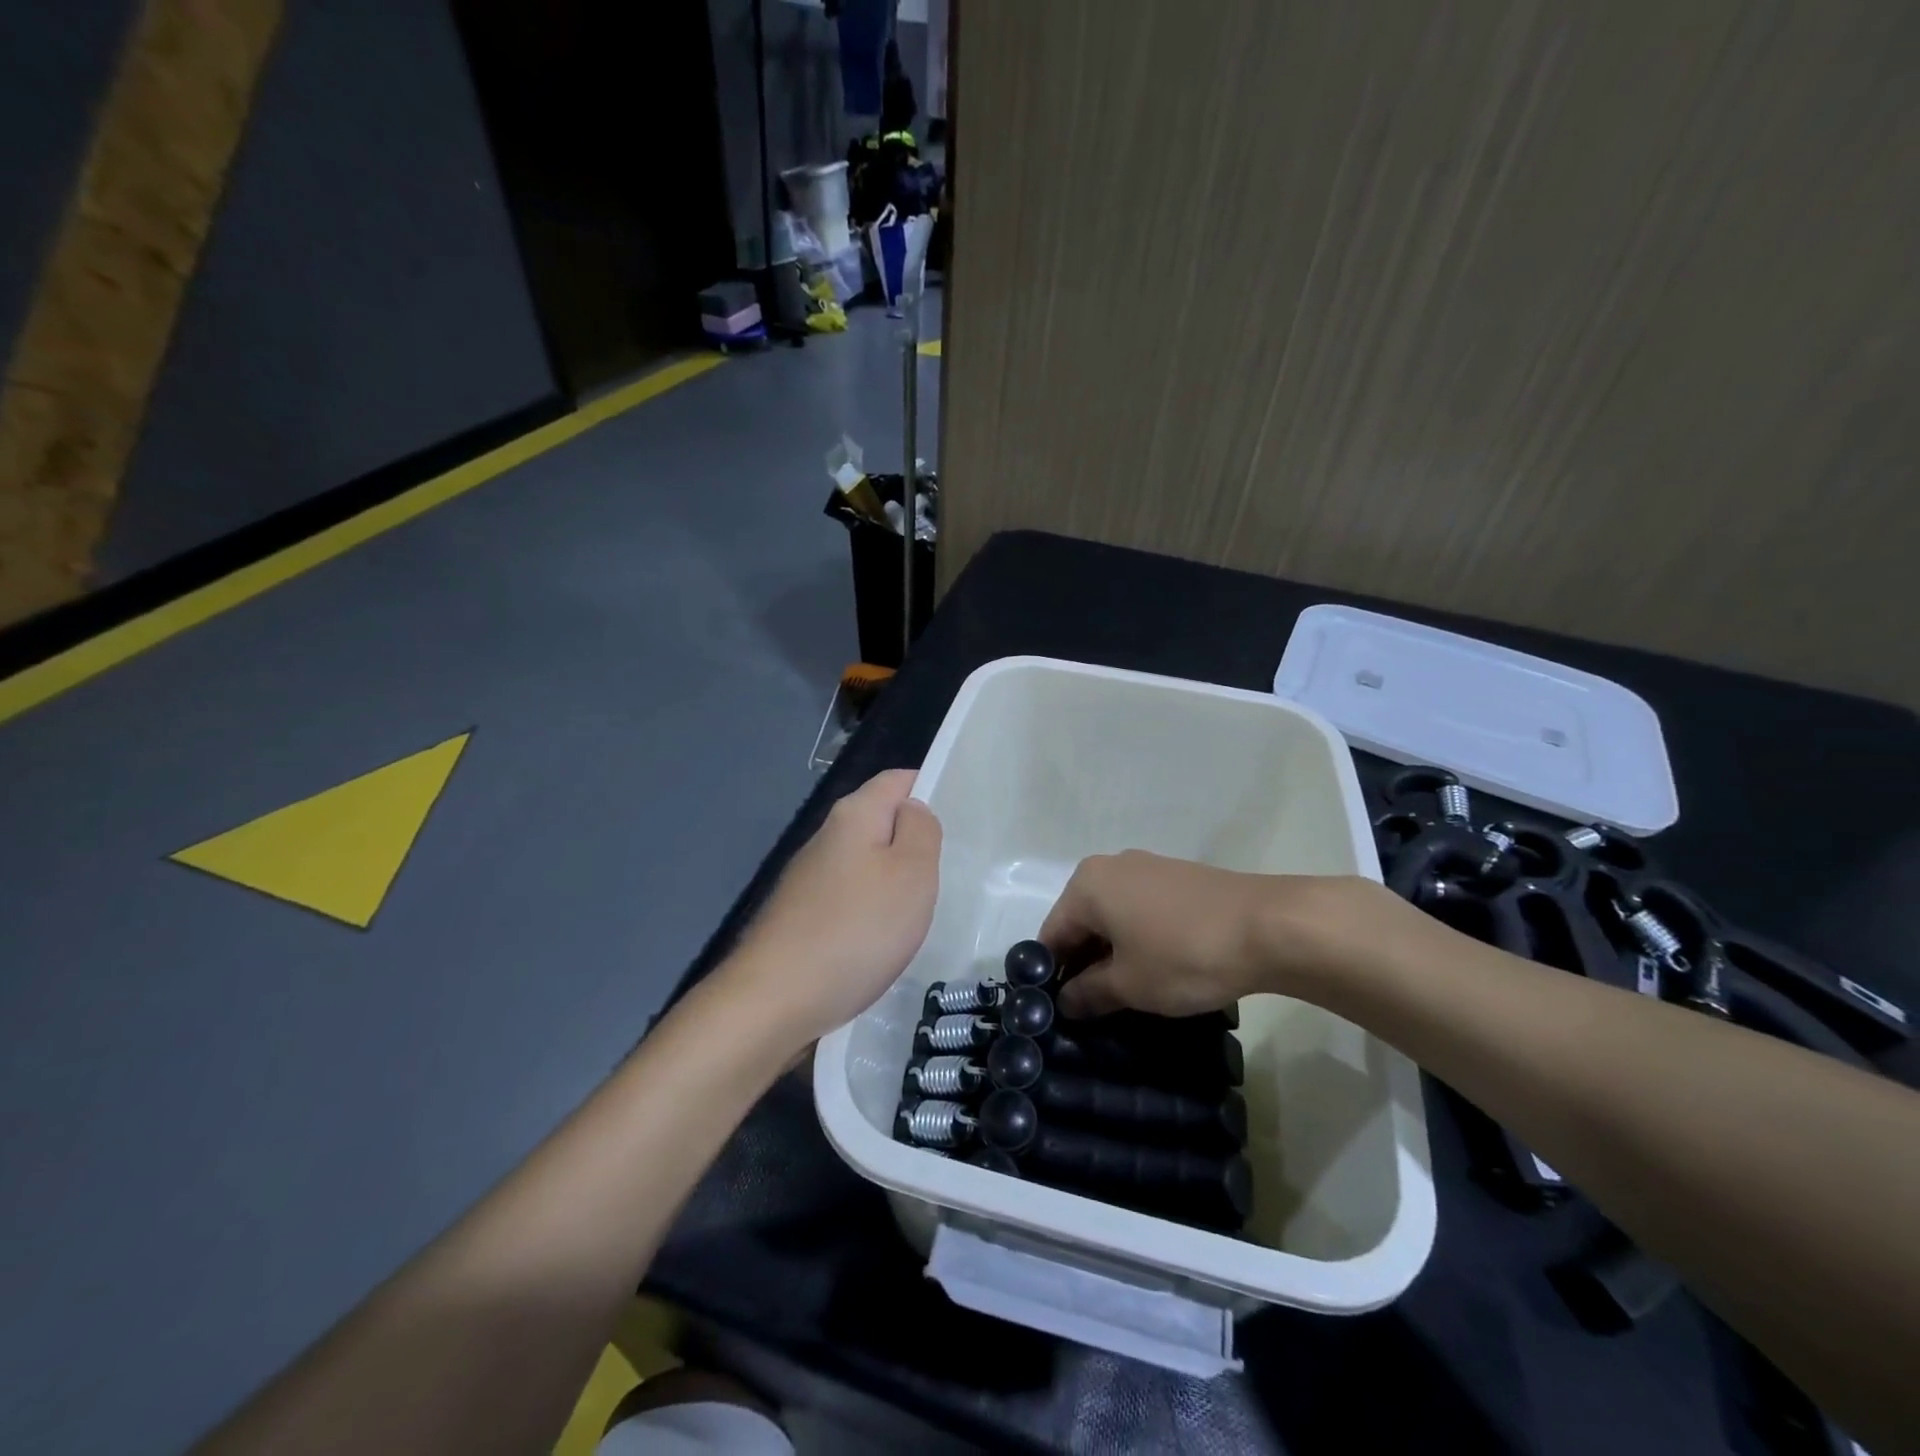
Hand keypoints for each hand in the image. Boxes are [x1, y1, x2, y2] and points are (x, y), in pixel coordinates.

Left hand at [725, 769, 941, 1047]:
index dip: (930, 788)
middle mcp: (827, 837)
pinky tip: (884, 938)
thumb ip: (921, 831)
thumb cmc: (857, 929)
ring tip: (923, 908)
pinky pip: (850, 897)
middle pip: (881, 821)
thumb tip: (912, 810)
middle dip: (915, 841)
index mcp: (854, 815)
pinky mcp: (802, 915)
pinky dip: (872, 910)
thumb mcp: (912, 873)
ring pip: (866, 862)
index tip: (962, 817)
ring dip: (894, 879)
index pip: (898, 779)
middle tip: (950, 869)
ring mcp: (810, 878)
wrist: (775, 999)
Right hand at [1041, 851, 1413, 1018]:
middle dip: (1083, 965)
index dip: (1052, 977)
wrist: (1271, 926)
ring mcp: (1147, 868)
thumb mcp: (1130, 985)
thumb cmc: (1185, 955)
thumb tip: (1064, 1001)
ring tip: (1127, 994)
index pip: (1052, 935)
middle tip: (1093, 1010)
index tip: (1060, 1014)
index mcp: (1086, 885)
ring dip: (1112, 954)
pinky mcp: (1178, 877)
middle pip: (1081, 922)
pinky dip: (1139, 939)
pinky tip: (1158, 968)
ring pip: (1113, 916)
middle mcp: (1110, 867)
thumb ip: (1088, 993)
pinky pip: (1141, 910)